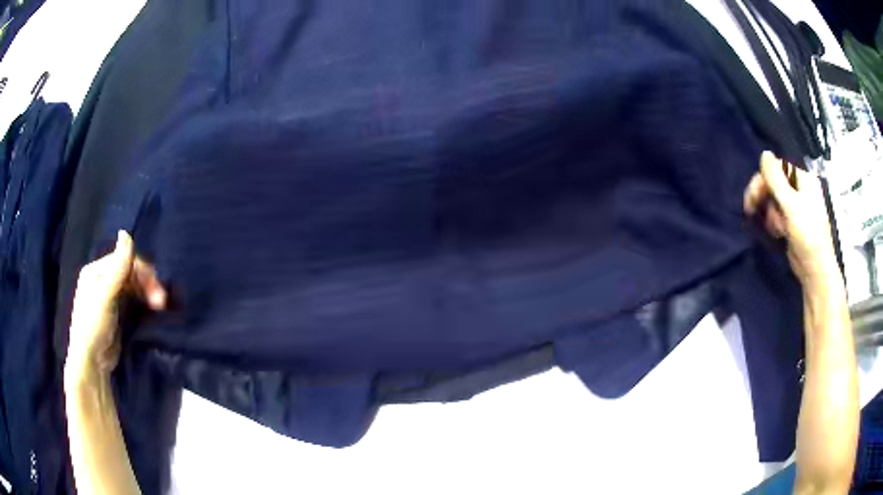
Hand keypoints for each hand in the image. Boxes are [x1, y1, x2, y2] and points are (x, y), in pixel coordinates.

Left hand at [66, 231, 166, 379]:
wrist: (92, 364)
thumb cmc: (93, 326)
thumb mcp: (105, 296)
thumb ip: (117, 267)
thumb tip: (126, 232)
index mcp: (96, 271)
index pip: (124, 260)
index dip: (142, 271)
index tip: (158, 290)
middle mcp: (103, 280)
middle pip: (130, 273)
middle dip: (147, 284)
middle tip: (162, 302)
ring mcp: (110, 297)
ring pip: (134, 286)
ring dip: (148, 293)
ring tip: (161, 307)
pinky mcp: (117, 313)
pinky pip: (133, 300)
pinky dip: (144, 302)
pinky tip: (153, 310)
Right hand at [743, 151, 839, 287]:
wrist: (815, 270)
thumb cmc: (808, 236)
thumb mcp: (791, 206)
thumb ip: (777, 180)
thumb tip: (764, 153)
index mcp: (804, 179)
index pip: (777, 168)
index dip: (763, 179)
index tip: (752, 198)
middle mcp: (801, 188)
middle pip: (774, 182)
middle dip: (764, 197)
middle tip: (750, 209)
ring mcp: (797, 205)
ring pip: (773, 199)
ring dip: (770, 213)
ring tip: (777, 229)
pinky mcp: (792, 220)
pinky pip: (777, 213)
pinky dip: (774, 222)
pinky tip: (778, 233)